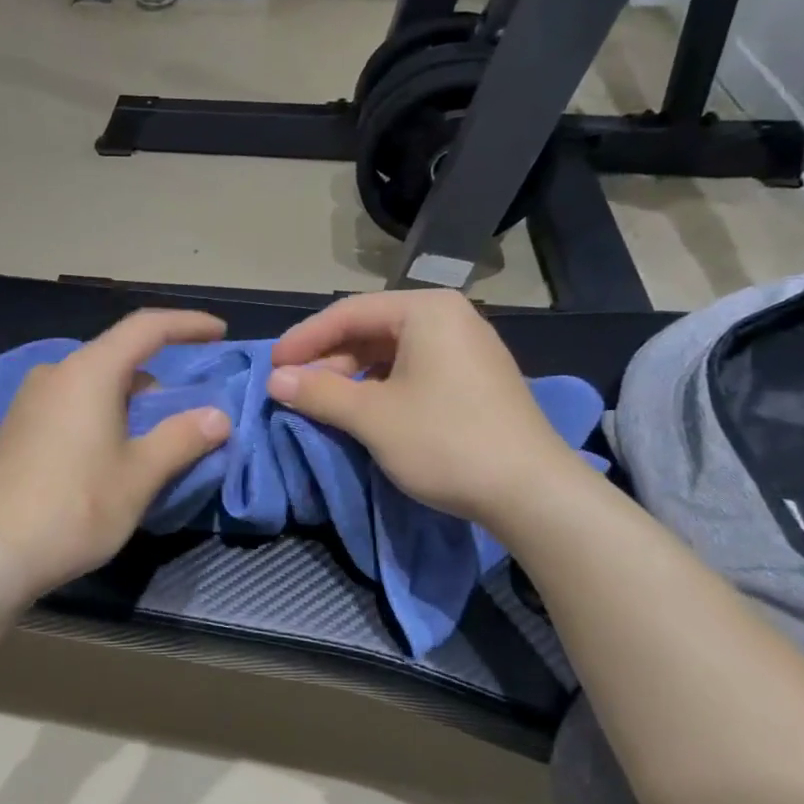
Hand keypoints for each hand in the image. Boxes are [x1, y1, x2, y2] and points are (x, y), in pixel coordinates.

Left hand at [0, 310, 233, 600]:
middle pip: (118, 357)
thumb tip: (217, 416)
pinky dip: (101, 415)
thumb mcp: (139, 476)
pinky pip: (70, 405)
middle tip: (187, 413)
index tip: (220, 331)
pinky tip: (108, 456)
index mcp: (88, 372)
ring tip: (152, 441)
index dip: (187, 324)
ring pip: (93, 384)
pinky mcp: (16, 429)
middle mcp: (54, 374)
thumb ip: (182, 438)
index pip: (146, 328)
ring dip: (129, 401)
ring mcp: (29, 401)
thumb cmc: (74, 508)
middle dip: (159, 378)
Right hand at [267, 290, 590, 525]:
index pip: (348, 312)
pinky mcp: (473, 379)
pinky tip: (362, 411)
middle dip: (328, 359)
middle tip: (295, 389)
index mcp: (426, 311)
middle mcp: (449, 318)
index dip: (304, 339)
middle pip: (370, 329)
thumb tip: (276, 381)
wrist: (531, 492)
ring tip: (323, 403)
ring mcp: (466, 348)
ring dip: (351, 375)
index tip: (273, 367)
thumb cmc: (445, 441)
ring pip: (390, 352)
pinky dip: (380, 387)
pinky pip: (413, 370)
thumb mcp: (372, 416)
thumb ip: (319, 392)